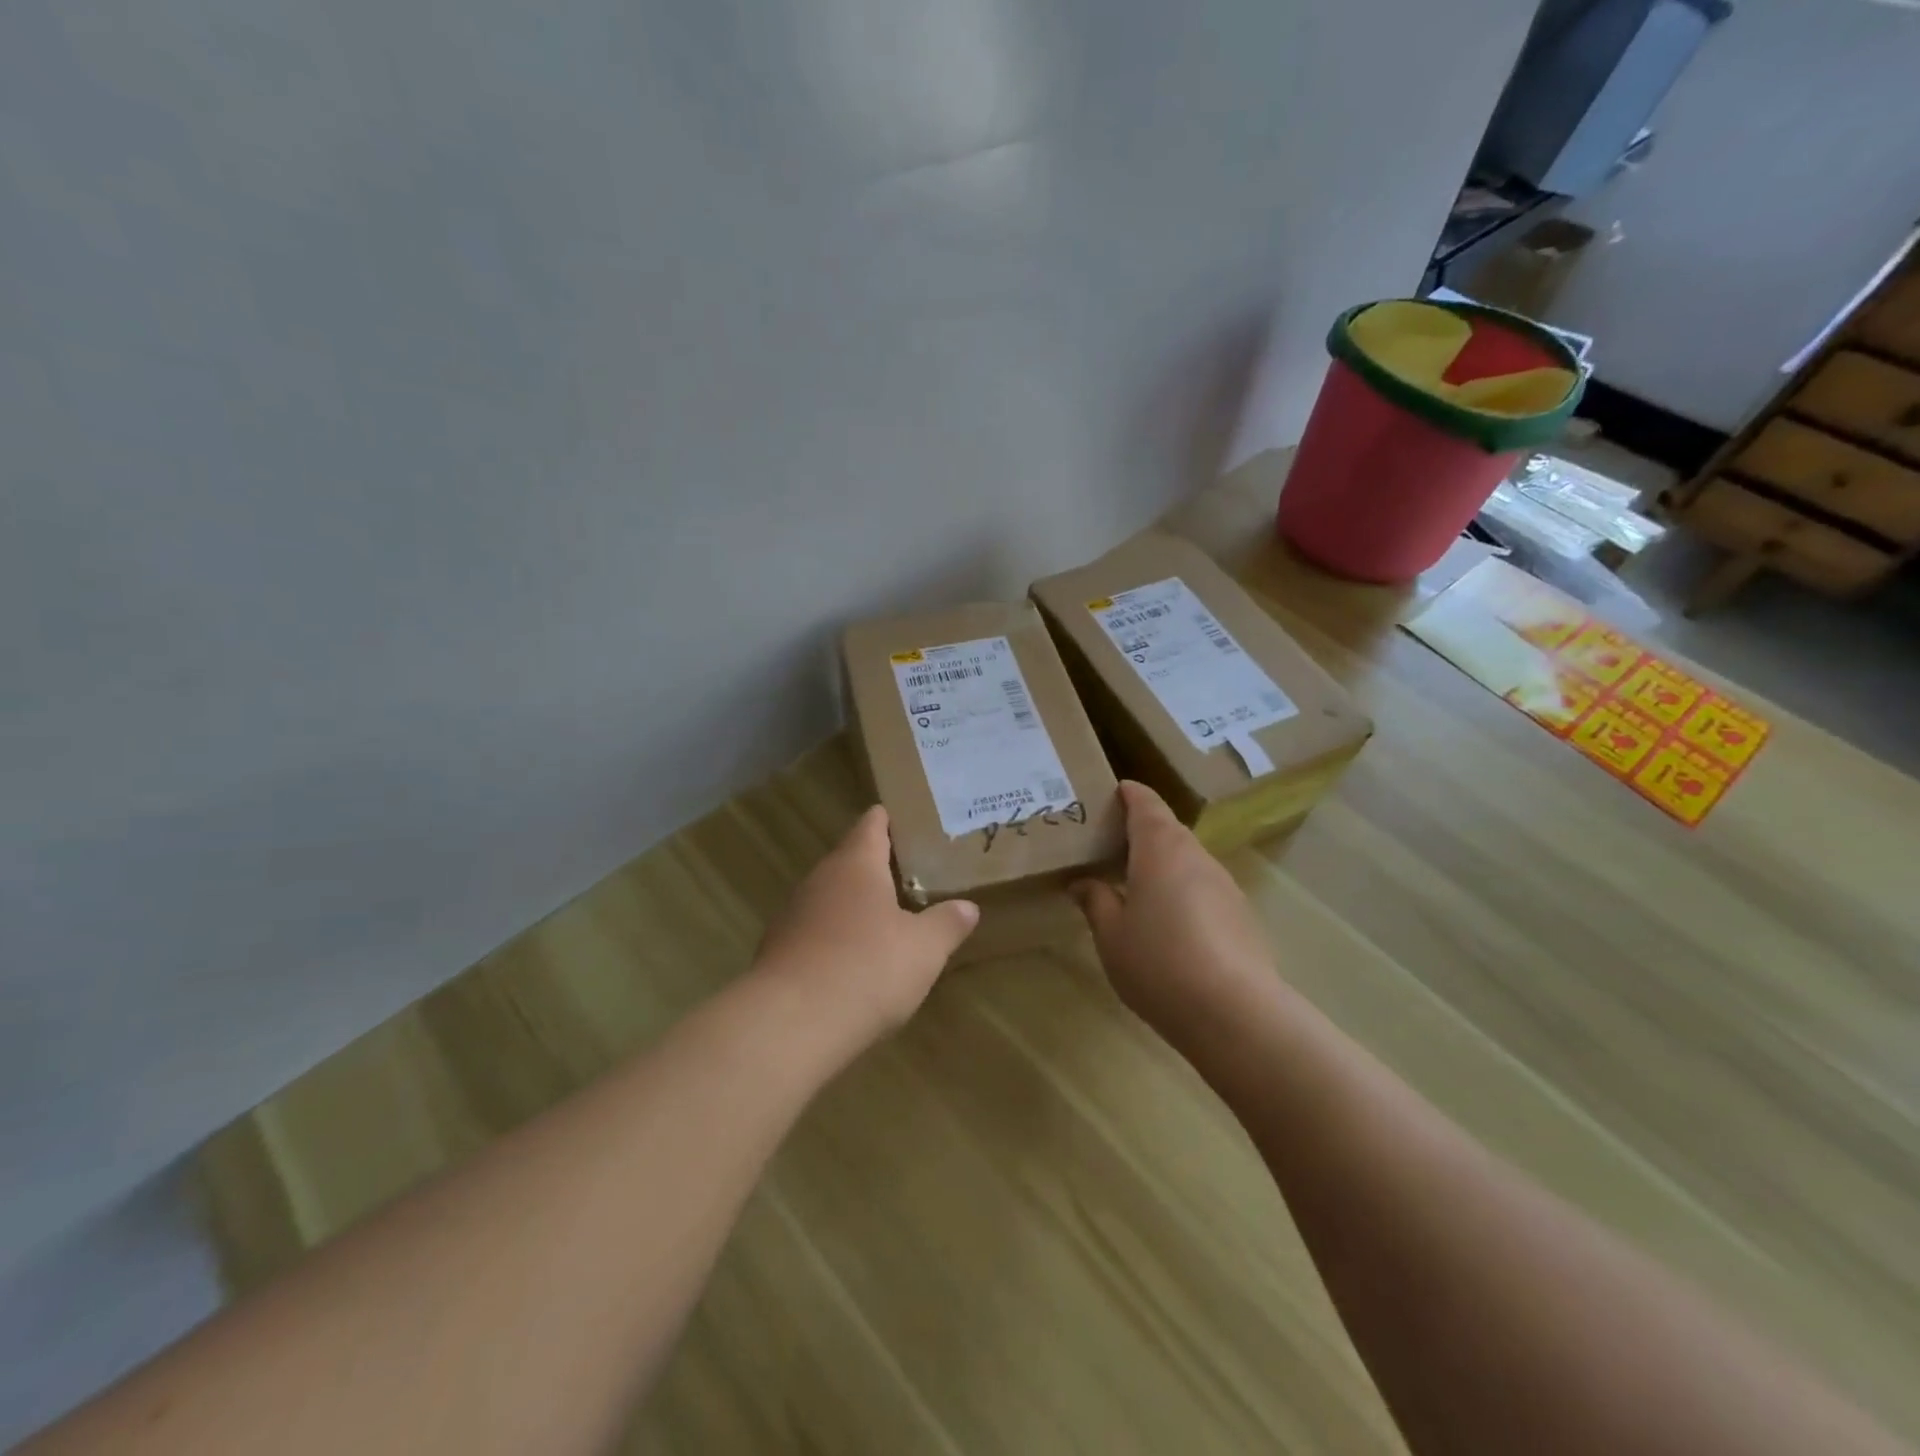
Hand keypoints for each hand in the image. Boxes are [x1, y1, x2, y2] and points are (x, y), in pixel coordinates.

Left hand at [756, 805, 978, 1044]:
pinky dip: (835, 937)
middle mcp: (820, 879)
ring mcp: (793, 914)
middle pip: (850, 860)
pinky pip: (815, 931)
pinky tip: (854, 962)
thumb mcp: (924, 949)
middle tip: (914, 875)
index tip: (912, 821)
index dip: (891, 819)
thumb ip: (946, 924)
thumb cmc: (866, 969)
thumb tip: (967, 907)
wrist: (789, 1025)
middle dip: (879, 867)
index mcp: (856, 864)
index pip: (872, 824)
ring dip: (856, 905)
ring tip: (888, 919)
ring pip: (831, 897)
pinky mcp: (778, 950)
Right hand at [1070, 781, 1273, 1031]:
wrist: (1235, 1013)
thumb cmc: (1159, 963)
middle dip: (1141, 831)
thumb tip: (1082, 883)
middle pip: (1168, 830)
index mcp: (1160, 848)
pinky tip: (1170, 923)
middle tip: (1110, 846)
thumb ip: (1096, 901)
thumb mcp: (1111, 935)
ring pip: (1188, 860)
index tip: (1113, 792)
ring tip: (1135, 885)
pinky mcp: (1241, 914)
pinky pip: (1204, 888)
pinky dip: (1183, 891)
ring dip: (1163, 863)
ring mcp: (1224, 885)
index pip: (1146, 803)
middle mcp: (1196, 856)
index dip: (1129, 793)